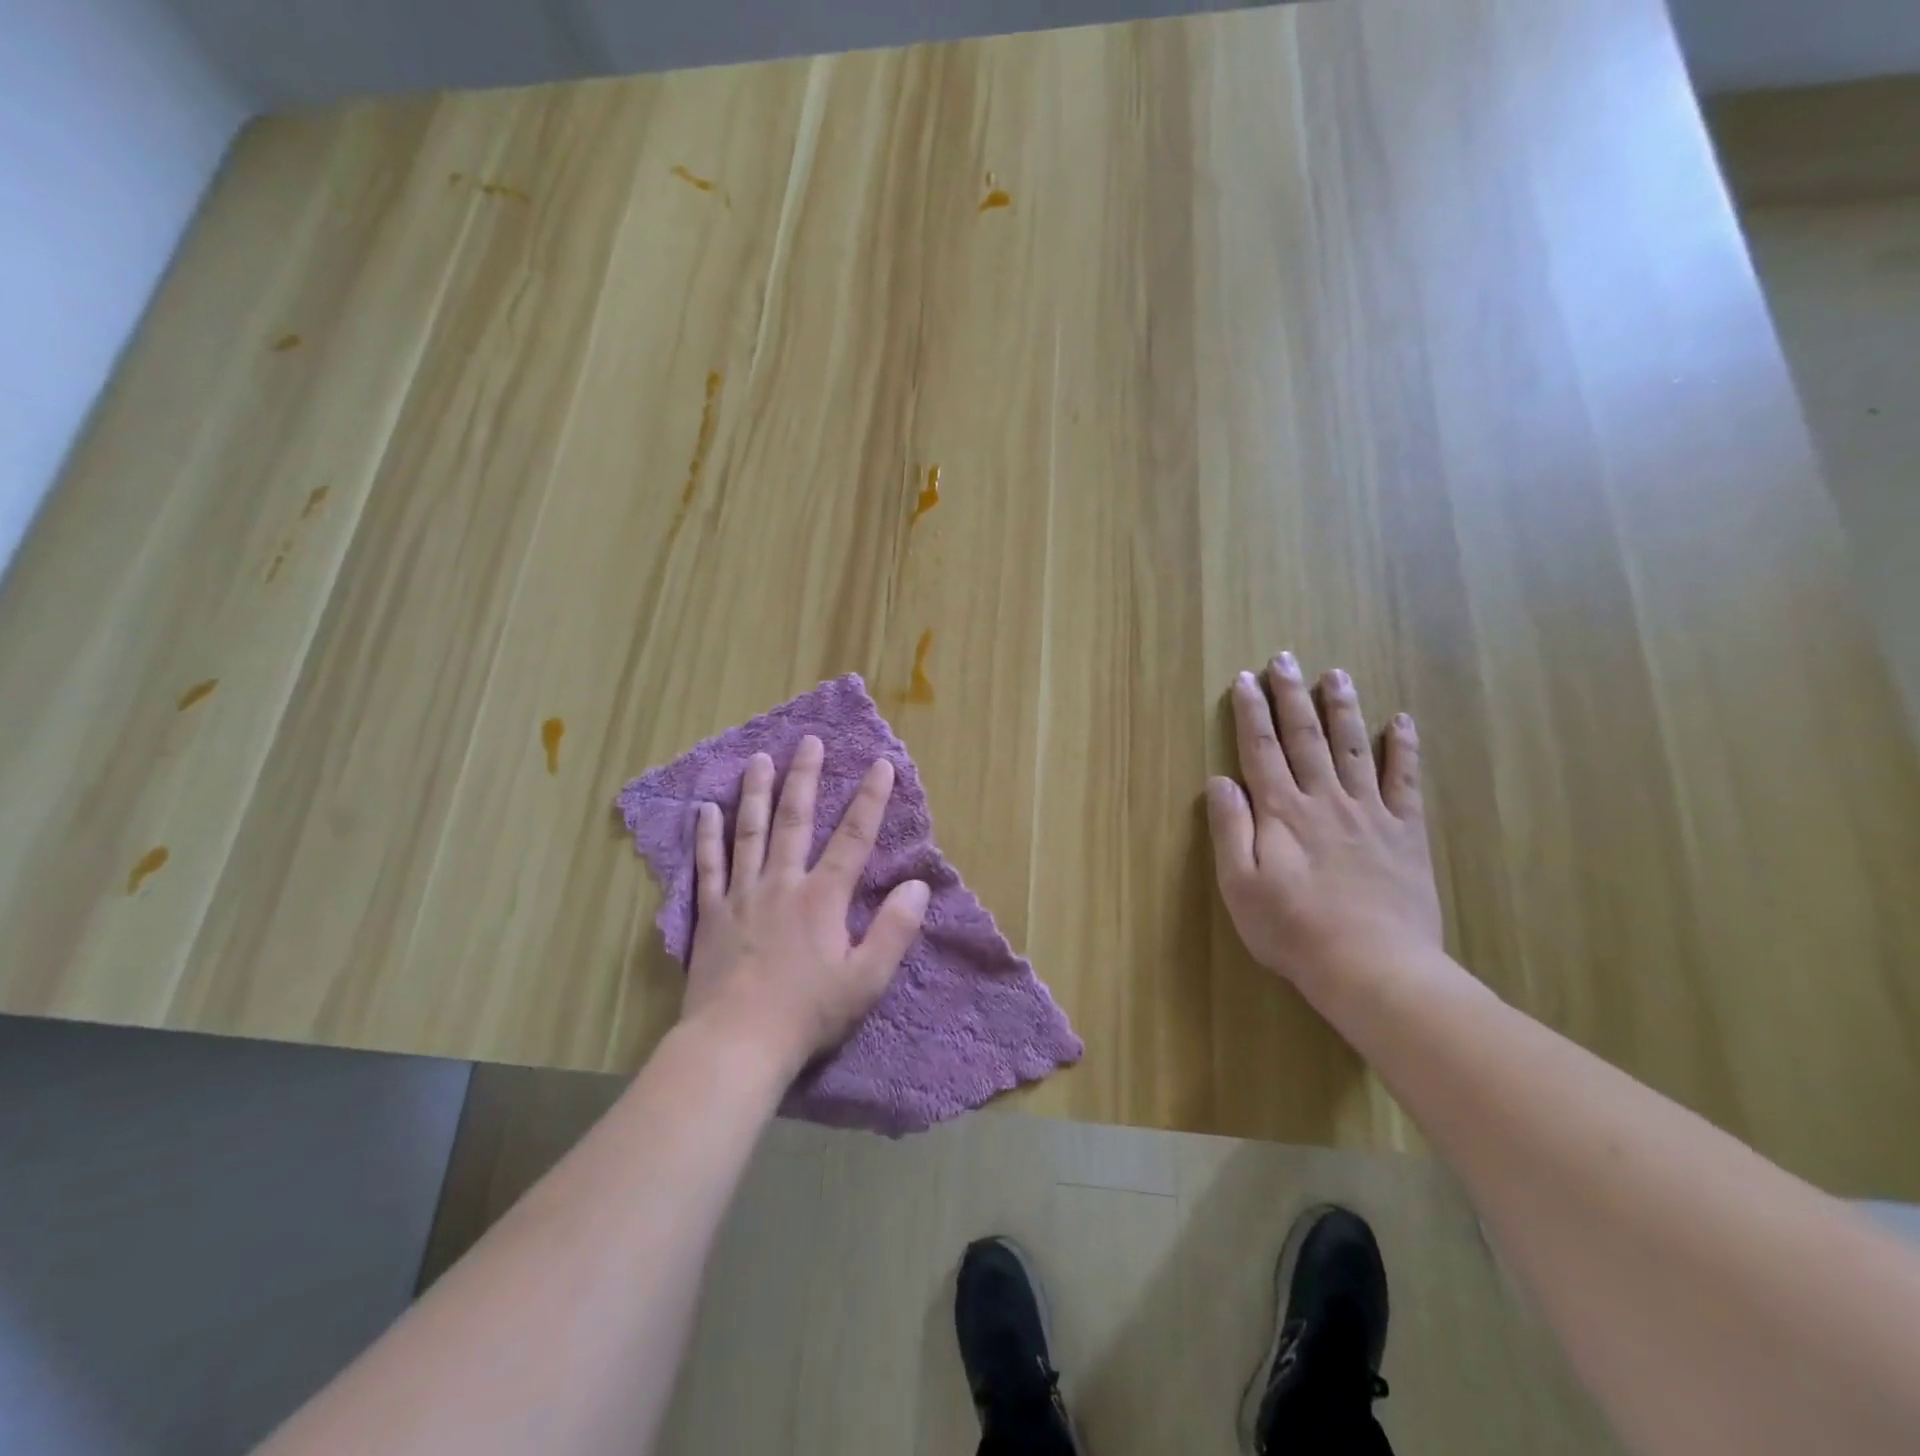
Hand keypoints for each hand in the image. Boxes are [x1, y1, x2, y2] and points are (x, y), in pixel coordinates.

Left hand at [683, 735, 929, 1078]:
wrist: (736, 1044)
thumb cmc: (808, 1014)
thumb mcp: (867, 980)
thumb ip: (895, 931)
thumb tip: (918, 886)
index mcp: (822, 897)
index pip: (854, 837)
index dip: (871, 799)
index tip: (881, 764)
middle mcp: (782, 883)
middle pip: (795, 820)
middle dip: (805, 777)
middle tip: (807, 740)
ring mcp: (741, 895)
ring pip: (749, 832)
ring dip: (756, 793)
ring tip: (757, 759)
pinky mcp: (710, 914)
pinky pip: (708, 866)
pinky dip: (706, 836)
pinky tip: (705, 809)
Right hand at [1206, 652, 1443, 991]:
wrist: (1373, 967)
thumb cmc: (1293, 930)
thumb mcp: (1240, 885)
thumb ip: (1229, 829)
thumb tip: (1219, 780)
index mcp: (1281, 812)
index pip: (1261, 750)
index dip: (1251, 712)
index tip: (1245, 679)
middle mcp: (1324, 800)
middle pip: (1305, 737)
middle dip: (1291, 696)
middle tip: (1285, 658)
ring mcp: (1369, 812)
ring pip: (1354, 747)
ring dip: (1342, 708)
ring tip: (1335, 674)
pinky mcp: (1405, 832)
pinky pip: (1405, 780)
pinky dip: (1403, 748)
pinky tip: (1400, 720)